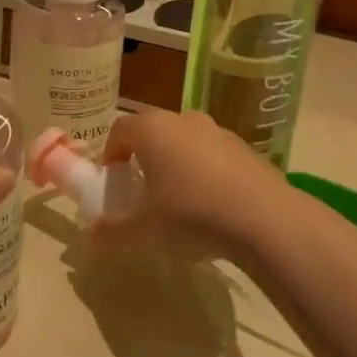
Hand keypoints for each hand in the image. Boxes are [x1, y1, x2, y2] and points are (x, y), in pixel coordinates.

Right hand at [92, 109, 294, 265]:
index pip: (119, 130)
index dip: (110, 154)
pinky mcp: (244, 146)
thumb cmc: (192, 214)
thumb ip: (114, 231)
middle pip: (152, 131)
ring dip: (175, 162)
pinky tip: (211, 203)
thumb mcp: (146, 229)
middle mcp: (182, 119)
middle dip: (143, 156)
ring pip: (184, 140)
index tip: (112, 181)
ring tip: (177, 198)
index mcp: (152, 129)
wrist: (264, 218)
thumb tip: (92, 236)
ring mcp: (217, 130)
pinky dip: (203, 170)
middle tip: (142, 189)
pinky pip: (211, 153)